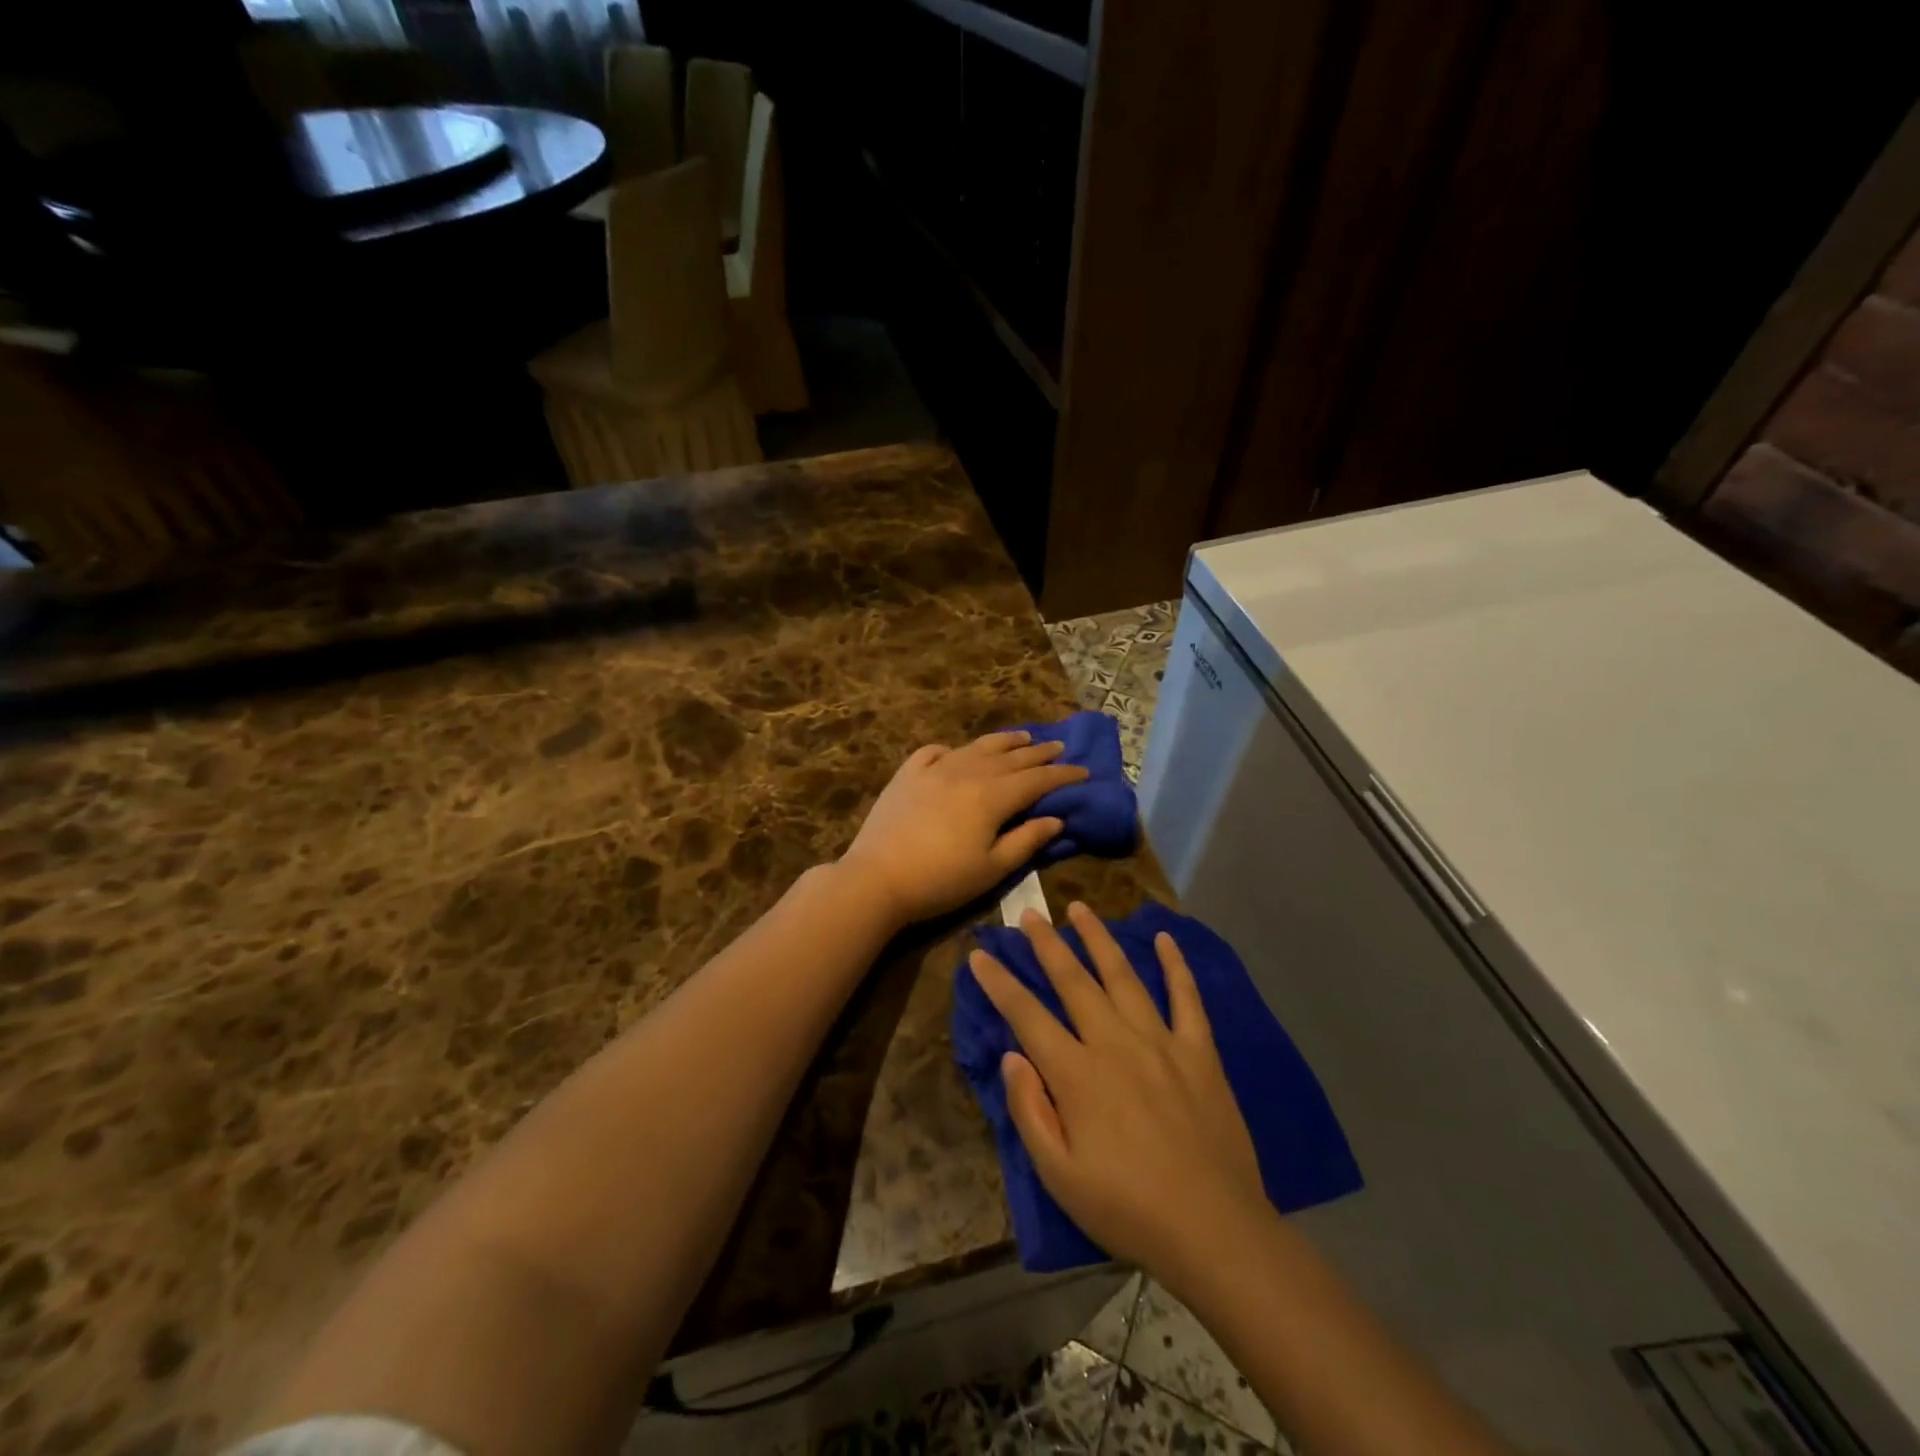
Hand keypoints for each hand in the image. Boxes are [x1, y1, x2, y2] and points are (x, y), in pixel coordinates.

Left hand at [838, 730, 1088, 926]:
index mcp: (993, 796)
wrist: (877, 878)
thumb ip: (1026, 841)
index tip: (1084, 771)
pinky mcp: (907, 774)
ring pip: (977, 747)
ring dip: (1003, 741)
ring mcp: (935, 769)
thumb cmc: (941, 880)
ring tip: (1021, 736)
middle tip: (1059, 747)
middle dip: (1039, 753)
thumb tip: (1056, 819)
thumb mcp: (992, 869)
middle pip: (1011, 757)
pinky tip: (957, 752)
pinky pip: (934, 751)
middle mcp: (968, 772)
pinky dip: (953, 749)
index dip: (1063, 775)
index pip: (1037, 779)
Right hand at [968, 902, 1269, 1282]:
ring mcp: (1161, 1042)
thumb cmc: (1127, 1209)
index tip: (980, 953)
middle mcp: (1115, 1043)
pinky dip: (1175, 965)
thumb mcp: (1059, 1175)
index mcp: (1077, 1074)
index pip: (1027, 1015)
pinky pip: (1186, 997)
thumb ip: (1030, 1110)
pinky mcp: (1199, 1051)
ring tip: (1080, 908)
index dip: (999, 982)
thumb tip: (1011, 1055)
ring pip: (1123, 976)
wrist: (1213, 1230)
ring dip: (1098, 938)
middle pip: (1073, 981)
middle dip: (1046, 944)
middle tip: (1028, 912)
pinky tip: (1164, 938)